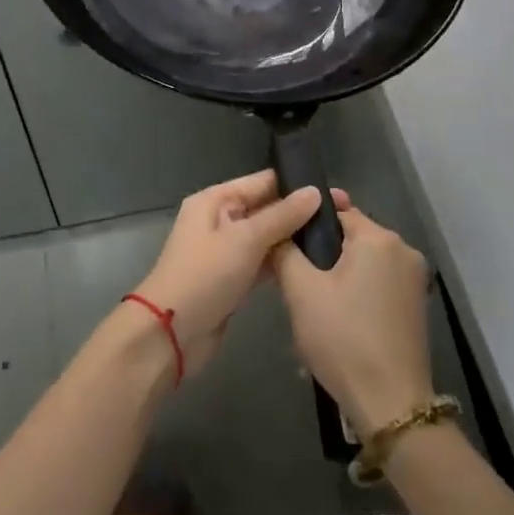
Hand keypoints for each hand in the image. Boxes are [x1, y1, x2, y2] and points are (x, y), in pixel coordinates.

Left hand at [132, 171, 321, 377]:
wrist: (170, 333)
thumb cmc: (204, 276)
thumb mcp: (245, 240)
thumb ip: (282, 216)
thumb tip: (314, 192)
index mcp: (215, 200)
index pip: (262, 182)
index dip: (297, 184)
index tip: (335, 192)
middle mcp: (220, 219)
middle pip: (266, 208)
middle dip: (300, 212)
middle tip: (343, 216)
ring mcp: (226, 250)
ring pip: (266, 237)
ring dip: (294, 238)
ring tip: (336, 238)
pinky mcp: (233, 278)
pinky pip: (263, 262)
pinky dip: (282, 261)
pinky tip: (312, 263)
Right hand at [273, 201, 434, 434]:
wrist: (390, 403)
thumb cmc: (343, 338)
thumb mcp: (301, 292)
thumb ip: (285, 252)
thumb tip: (277, 231)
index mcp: (379, 238)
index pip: (339, 211)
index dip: (309, 221)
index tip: (286, 235)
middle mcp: (404, 250)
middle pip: (354, 236)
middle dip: (325, 249)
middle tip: (294, 272)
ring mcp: (415, 280)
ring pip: (366, 261)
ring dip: (341, 271)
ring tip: (311, 296)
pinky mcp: (417, 306)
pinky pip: (379, 282)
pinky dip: (359, 289)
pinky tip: (338, 314)